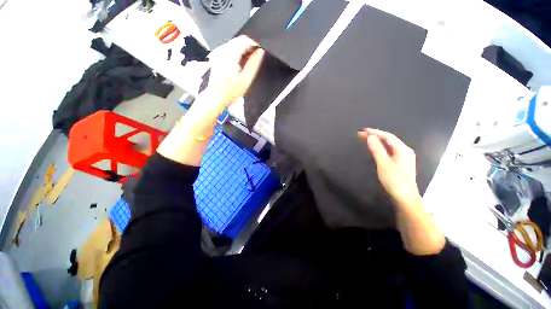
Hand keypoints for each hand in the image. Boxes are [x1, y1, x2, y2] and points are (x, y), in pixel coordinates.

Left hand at [205, 35, 264, 107]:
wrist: (217, 95)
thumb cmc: (231, 90)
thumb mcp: (246, 79)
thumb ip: (254, 64)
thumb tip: (260, 52)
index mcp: (230, 55)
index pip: (245, 40)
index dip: (254, 44)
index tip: (259, 52)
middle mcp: (222, 50)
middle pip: (239, 40)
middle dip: (248, 47)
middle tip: (254, 59)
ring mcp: (218, 52)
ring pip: (234, 43)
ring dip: (242, 50)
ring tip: (247, 62)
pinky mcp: (216, 55)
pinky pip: (228, 48)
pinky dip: (236, 52)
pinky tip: (239, 63)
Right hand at [358, 128, 421, 209]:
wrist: (404, 197)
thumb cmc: (394, 181)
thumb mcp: (383, 164)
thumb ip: (377, 149)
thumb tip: (370, 137)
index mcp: (402, 150)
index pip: (387, 137)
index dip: (375, 132)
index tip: (364, 130)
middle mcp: (404, 151)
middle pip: (388, 140)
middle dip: (375, 136)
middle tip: (361, 134)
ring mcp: (403, 157)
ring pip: (388, 146)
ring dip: (376, 142)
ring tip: (365, 139)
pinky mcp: (399, 163)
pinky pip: (388, 152)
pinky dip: (379, 148)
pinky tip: (373, 149)